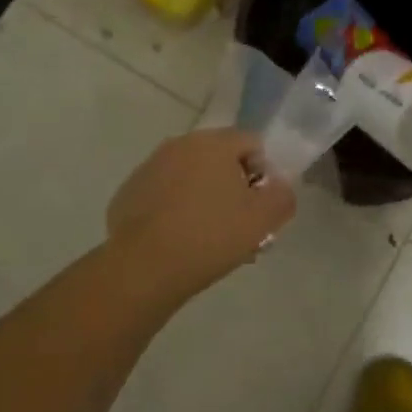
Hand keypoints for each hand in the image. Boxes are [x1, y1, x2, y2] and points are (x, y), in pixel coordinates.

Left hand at [106, 128, 296, 297]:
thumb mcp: (262, 220)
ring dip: (204, 199)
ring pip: (190, 178)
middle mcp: (179, 144)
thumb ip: (282, 196)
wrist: (142, 268)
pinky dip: (175, 211)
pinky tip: (178, 243)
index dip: (263, 174)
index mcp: (213, 143)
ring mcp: (149, 168)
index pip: (251, 143)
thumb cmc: (209, 236)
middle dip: (233, 188)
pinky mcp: (128, 193)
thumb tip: (279, 186)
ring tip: (209, 241)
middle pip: (219, 160)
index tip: (260, 208)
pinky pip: (164, 195)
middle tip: (239, 227)